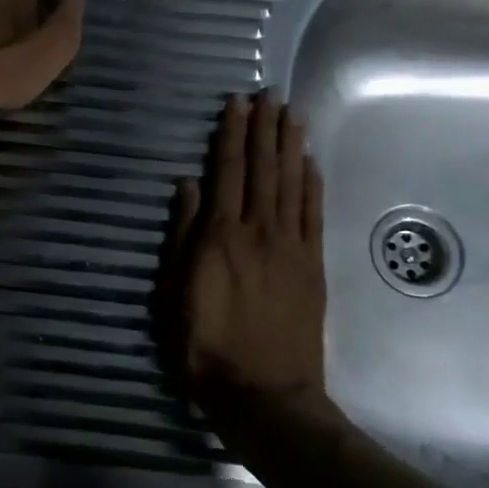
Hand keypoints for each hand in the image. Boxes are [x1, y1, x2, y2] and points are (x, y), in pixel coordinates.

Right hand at [156, 90, 327, 413]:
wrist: (264, 393)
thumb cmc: (206, 347)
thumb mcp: (174, 294)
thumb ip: (183, 236)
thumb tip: (188, 186)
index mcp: (220, 236)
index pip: (227, 172)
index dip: (232, 135)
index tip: (237, 104)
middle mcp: (258, 231)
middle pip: (263, 169)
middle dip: (265, 128)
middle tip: (270, 94)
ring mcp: (291, 247)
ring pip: (291, 184)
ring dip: (291, 146)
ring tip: (292, 114)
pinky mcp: (312, 265)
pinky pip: (314, 214)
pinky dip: (312, 184)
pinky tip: (311, 161)